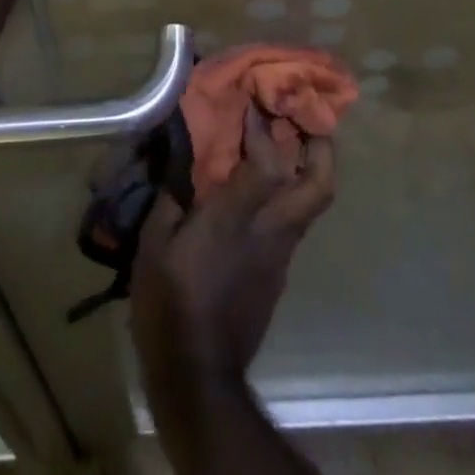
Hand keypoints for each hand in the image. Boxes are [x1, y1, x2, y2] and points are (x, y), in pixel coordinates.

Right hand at [131, 106, 335, 402]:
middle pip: (318, 184)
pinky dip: (289, 193)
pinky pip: (294, 220)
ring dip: (308, 166)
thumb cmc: (169, 304)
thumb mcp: (154, 245)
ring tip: (289, 139)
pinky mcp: (280, 272)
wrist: (198, 376)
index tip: (254, 98)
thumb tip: (175, 158)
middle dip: (320, 144)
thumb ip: (169, 195)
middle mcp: (270, 230)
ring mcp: (281, 253)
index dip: (265, 127)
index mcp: (237, 218)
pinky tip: (266, 186)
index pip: (268, 162)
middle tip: (304, 115)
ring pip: (312, 202)